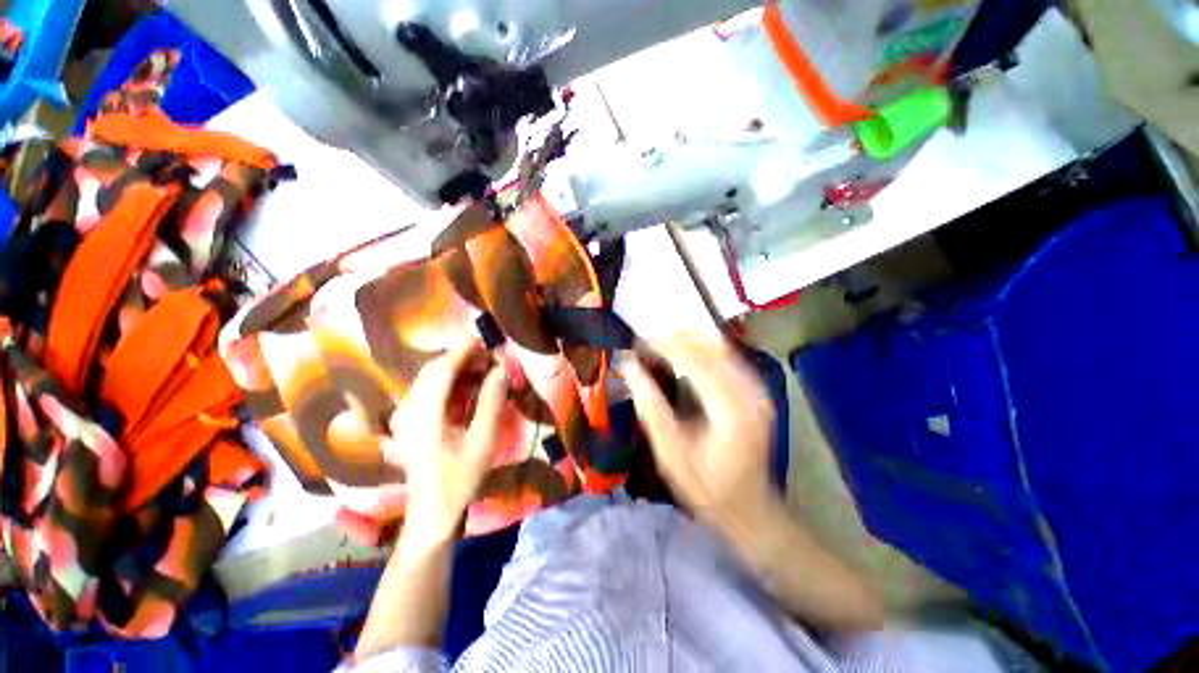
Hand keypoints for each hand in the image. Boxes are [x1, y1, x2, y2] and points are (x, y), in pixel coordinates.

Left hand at [386, 336, 507, 545]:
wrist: (432, 512)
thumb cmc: (460, 478)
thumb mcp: (483, 440)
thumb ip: (491, 401)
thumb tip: (501, 369)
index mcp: (425, 415)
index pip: (442, 370)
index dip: (463, 351)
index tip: (484, 339)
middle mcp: (409, 410)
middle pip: (433, 370)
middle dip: (461, 358)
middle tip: (489, 356)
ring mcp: (406, 416)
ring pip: (429, 379)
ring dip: (455, 368)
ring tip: (482, 368)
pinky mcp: (409, 422)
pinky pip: (428, 391)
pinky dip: (449, 382)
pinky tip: (467, 386)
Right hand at [619, 334, 777, 528]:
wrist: (750, 507)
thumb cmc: (705, 487)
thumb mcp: (669, 452)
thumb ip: (649, 405)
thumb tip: (628, 366)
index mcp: (730, 410)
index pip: (693, 360)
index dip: (662, 346)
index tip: (635, 343)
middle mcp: (750, 391)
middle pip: (708, 346)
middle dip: (673, 339)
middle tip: (642, 345)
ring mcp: (758, 388)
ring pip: (718, 345)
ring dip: (686, 340)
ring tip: (656, 346)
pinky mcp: (756, 388)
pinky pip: (726, 355)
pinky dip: (700, 349)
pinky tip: (681, 354)